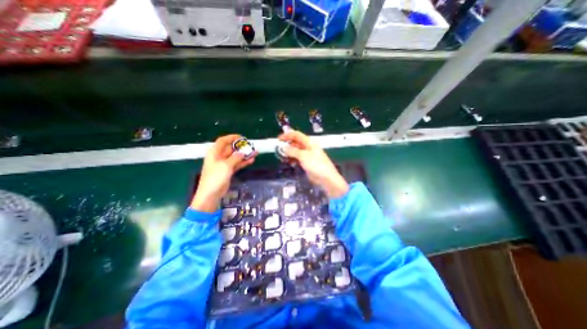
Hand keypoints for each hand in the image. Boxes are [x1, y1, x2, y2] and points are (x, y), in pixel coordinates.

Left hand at [192, 134, 255, 211]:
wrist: (211, 194)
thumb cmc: (215, 177)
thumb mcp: (226, 165)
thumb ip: (235, 158)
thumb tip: (242, 153)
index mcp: (215, 153)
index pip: (222, 141)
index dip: (231, 137)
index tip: (241, 137)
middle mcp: (219, 157)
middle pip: (231, 149)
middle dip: (241, 147)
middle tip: (251, 146)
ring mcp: (224, 164)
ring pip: (236, 157)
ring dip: (244, 155)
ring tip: (255, 153)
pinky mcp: (228, 171)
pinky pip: (237, 164)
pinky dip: (243, 162)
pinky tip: (251, 160)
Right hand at [280, 130, 346, 197]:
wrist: (326, 178)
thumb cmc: (316, 165)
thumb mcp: (303, 156)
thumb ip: (292, 151)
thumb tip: (283, 146)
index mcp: (309, 142)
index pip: (296, 135)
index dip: (287, 135)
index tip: (278, 140)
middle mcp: (308, 147)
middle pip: (295, 143)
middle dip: (287, 145)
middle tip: (278, 149)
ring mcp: (307, 155)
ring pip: (295, 151)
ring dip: (289, 153)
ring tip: (282, 157)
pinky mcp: (306, 163)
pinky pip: (297, 158)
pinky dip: (292, 159)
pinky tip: (289, 163)